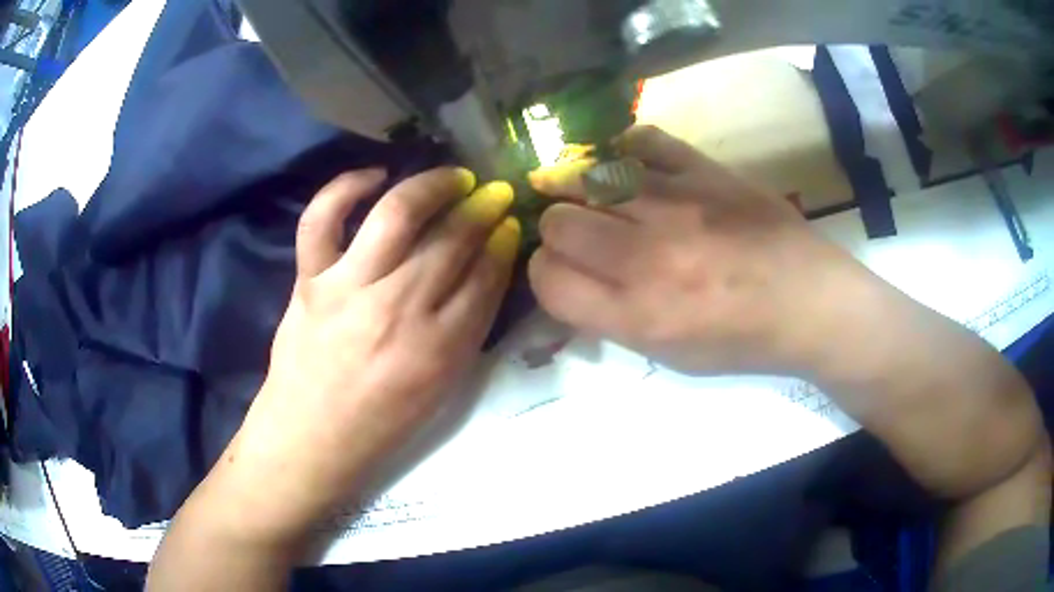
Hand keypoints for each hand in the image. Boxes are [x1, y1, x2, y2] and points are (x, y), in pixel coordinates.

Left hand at [210, 168, 519, 543]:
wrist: (310, 440)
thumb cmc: (381, 425)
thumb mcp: (442, 388)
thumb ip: (466, 328)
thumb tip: (484, 269)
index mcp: (439, 349)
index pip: (486, 276)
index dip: (504, 242)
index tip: (511, 223)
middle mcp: (398, 308)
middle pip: (452, 240)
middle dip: (483, 208)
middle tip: (494, 193)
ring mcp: (347, 287)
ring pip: (398, 214)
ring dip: (434, 185)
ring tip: (452, 177)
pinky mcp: (309, 280)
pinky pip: (321, 218)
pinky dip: (345, 187)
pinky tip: (375, 176)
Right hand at [528, 125, 858, 376]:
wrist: (808, 301)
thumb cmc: (741, 340)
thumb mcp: (670, 356)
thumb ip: (610, 319)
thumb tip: (567, 280)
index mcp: (639, 316)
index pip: (548, 280)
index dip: (544, 273)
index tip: (562, 270)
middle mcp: (649, 259)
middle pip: (559, 223)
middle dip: (558, 231)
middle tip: (581, 235)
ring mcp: (679, 206)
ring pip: (588, 178)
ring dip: (578, 188)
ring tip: (586, 192)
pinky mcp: (705, 171)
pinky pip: (642, 141)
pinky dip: (625, 151)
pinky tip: (628, 166)